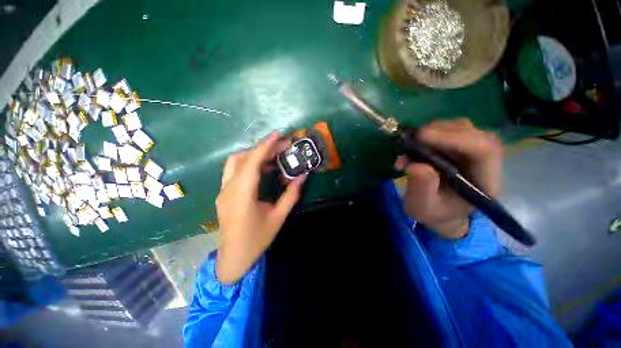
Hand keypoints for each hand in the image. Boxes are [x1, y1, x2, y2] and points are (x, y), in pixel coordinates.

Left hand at [215, 131, 306, 283]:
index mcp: (241, 196)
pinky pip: (234, 171)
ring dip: (254, 154)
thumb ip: (291, 195)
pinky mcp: (224, 193)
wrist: (234, 258)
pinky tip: (263, 168)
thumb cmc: (257, 239)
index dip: (264, 147)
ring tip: (274, 155)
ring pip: (235, 163)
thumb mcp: (278, 218)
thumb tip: (303, 176)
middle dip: (262, 149)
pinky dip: (249, 164)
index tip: (277, 134)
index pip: (251, 164)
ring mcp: (223, 191)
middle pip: (242, 159)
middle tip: (282, 146)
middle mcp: (228, 189)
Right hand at [394, 118, 502, 238]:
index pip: (483, 150)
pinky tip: (416, 144)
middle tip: (412, 139)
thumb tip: (414, 164)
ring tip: (411, 144)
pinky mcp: (459, 147)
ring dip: (433, 131)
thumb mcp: (423, 207)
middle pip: (472, 133)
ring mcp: (472, 151)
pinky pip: (448, 130)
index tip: (421, 138)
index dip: (454, 139)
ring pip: (460, 127)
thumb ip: (422, 188)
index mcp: (484, 181)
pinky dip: (429, 133)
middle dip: (440, 132)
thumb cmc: (434, 212)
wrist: (440, 210)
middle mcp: (484, 162)